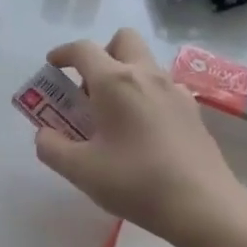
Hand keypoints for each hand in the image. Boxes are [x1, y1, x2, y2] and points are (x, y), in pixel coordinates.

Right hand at [34, 29, 246, 246]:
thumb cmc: (135, 182)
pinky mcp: (193, 112)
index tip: (52, 66)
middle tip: (88, 90)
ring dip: (124, 77)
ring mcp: (175, 91)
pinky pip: (163, 89)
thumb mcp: (80, 170)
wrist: (201, 205)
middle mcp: (147, 75)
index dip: (63, 53)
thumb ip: (52, 147)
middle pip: (123, 41)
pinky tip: (141, 132)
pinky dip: (145, 97)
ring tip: (112, 117)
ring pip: (145, 64)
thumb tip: (45, 134)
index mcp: (115, 82)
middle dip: (101, 55)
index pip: (83, 50)